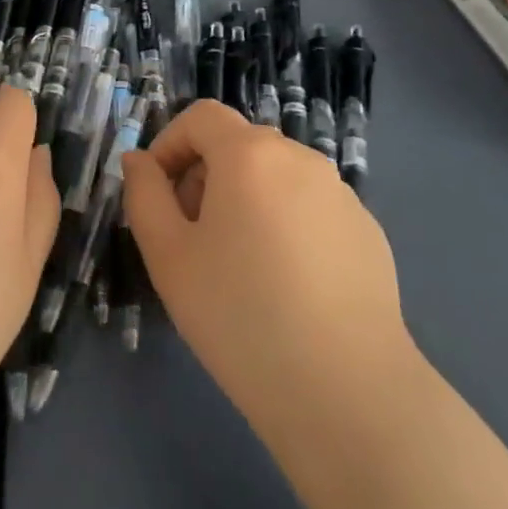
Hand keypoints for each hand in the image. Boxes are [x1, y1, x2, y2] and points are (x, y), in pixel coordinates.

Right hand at [122, 100, 417, 450]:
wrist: (347, 392)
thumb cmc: (240, 315)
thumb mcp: (167, 255)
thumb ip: (144, 194)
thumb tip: (139, 160)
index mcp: (250, 154)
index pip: (201, 117)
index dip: (170, 144)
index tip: (159, 194)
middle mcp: (300, 159)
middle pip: (239, 145)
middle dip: (206, 176)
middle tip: (193, 237)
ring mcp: (341, 194)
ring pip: (276, 177)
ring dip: (246, 200)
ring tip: (240, 266)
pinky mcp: (368, 232)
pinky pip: (311, 209)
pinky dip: (287, 225)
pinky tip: (288, 286)